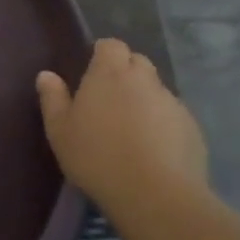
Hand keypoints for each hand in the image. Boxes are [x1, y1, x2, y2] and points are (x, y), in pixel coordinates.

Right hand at [37, 38, 208, 211]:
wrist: (154, 194)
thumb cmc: (96, 156)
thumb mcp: (59, 130)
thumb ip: (52, 98)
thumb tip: (46, 75)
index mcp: (110, 73)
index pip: (111, 45)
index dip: (102, 55)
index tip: (91, 73)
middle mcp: (145, 79)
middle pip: (137, 62)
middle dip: (125, 73)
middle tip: (108, 101)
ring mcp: (172, 103)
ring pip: (156, 91)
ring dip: (144, 100)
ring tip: (130, 130)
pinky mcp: (192, 128)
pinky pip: (173, 116)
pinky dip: (162, 124)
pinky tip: (152, 150)